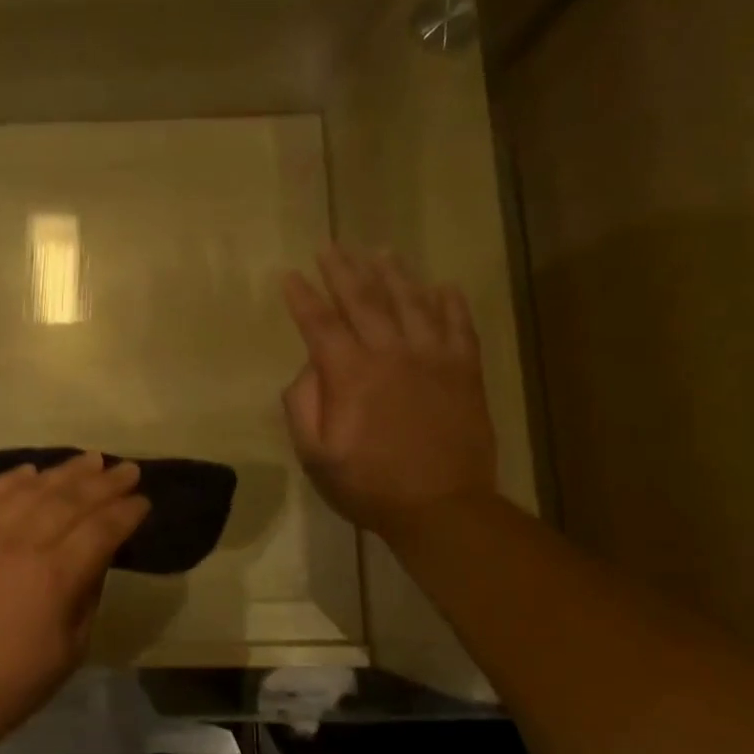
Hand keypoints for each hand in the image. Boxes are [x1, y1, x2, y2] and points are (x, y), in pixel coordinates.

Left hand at [0, 452, 149, 745]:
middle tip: (127, 469)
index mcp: (57, 575)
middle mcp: (23, 544)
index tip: (143, 500)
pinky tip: (29, 470)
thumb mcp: (73, 647)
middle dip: (105, 482)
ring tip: (90, 460)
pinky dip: (9, 480)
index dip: (126, 512)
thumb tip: (96, 556)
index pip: (102, 529)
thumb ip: (88, 594)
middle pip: (71, 500)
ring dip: (64, 472)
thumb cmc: (17, 679)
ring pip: (32, 490)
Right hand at [281, 246, 498, 539]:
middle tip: (330, 246)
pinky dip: (450, 303)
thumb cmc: (368, 483)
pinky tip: (442, 287)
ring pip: (412, 303)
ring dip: (394, 274)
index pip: (320, 324)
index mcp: (349, 374)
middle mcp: (390, 354)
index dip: (302, 297)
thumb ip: (303, 405)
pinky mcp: (464, 371)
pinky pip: (459, 326)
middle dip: (342, 270)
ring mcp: (432, 359)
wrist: (441, 507)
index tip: (290, 275)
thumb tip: (308, 369)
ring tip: (380, 251)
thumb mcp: (314, 454)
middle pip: (363, 300)